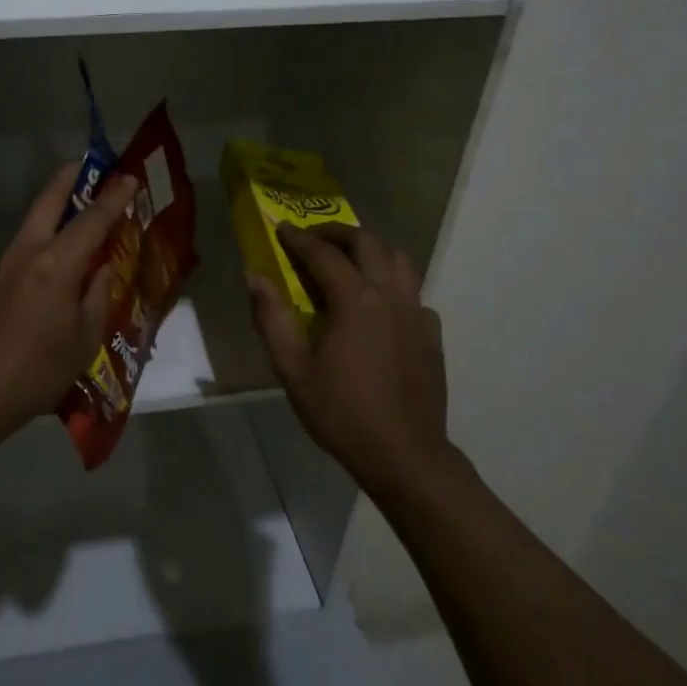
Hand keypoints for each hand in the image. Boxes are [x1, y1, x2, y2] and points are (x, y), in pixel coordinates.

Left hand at [0, 162, 138, 443]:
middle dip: (70, 178)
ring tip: (77, 204)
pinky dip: (44, 233)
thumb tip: (101, 270)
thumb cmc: (37, 370)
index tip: (129, 177)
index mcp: (57, 264)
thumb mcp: (84, 338)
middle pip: (49, 201)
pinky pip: (25, 245)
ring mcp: (5, 265)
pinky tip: (56, 254)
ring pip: (32, 220)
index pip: (92, 219)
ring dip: (55, 204)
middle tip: (89, 166)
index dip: (113, 197)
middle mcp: (28, 252)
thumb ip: (97, 296)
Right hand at [245, 224, 454, 495]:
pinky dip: (393, 282)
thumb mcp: (293, 370)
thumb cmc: (342, 413)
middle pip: (367, 244)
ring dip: (371, 249)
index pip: (324, 254)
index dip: (299, 238)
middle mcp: (390, 295)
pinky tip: (378, 303)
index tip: (281, 229)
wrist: (405, 456)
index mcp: (355, 300)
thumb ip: (272, 318)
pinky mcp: (431, 333)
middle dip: (337, 233)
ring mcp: (416, 313)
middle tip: (313, 237)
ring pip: (399, 259)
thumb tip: (255, 276)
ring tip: (348, 259)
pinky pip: (413, 291)